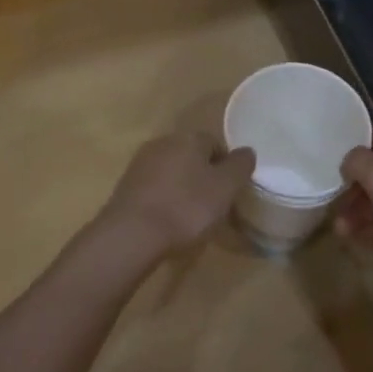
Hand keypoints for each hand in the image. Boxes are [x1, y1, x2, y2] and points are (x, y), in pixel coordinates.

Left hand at [98, 130, 255, 255]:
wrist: (131, 234)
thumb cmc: (186, 208)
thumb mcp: (225, 188)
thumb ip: (239, 166)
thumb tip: (247, 151)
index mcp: (188, 138)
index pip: (215, 143)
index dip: (226, 167)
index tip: (230, 192)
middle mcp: (162, 142)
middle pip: (191, 156)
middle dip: (203, 176)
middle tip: (212, 205)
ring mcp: (140, 163)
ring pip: (171, 171)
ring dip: (182, 188)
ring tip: (189, 217)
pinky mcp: (125, 186)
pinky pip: (154, 188)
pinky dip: (164, 199)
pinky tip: (167, 221)